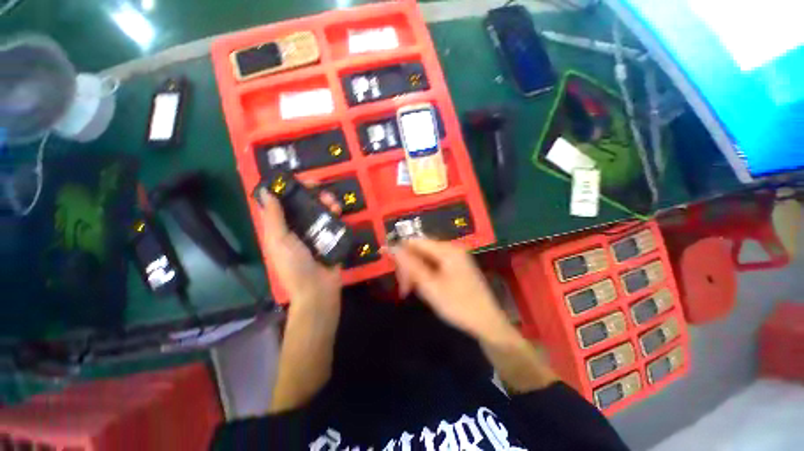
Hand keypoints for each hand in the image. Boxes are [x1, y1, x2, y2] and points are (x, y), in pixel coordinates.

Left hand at [257, 189, 342, 310]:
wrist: (318, 289)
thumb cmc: (294, 266)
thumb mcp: (279, 241)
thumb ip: (273, 217)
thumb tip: (265, 191)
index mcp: (282, 228)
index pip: (284, 203)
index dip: (291, 189)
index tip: (302, 181)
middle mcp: (298, 228)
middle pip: (305, 204)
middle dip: (314, 194)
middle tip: (322, 190)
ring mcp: (316, 233)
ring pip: (321, 211)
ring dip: (327, 203)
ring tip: (334, 204)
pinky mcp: (331, 238)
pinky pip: (334, 221)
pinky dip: (336, 214)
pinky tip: (339, 212)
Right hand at [389, 239, 513, 340]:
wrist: (487, 323)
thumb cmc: (458, 305)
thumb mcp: (430, 287)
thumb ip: (410, 265)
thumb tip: (391, 247)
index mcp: (447, 249)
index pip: (415, 241)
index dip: (399, 250)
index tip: (389, 267)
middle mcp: (451, 248)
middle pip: (420, 249)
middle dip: (408, 266)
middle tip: (404, 289)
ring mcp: (455, 257)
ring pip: (425, 258)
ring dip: (415, 272)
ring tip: (411, 291)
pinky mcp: (456, 266)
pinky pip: (434, 265)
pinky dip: (425, 275)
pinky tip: (423, 288)